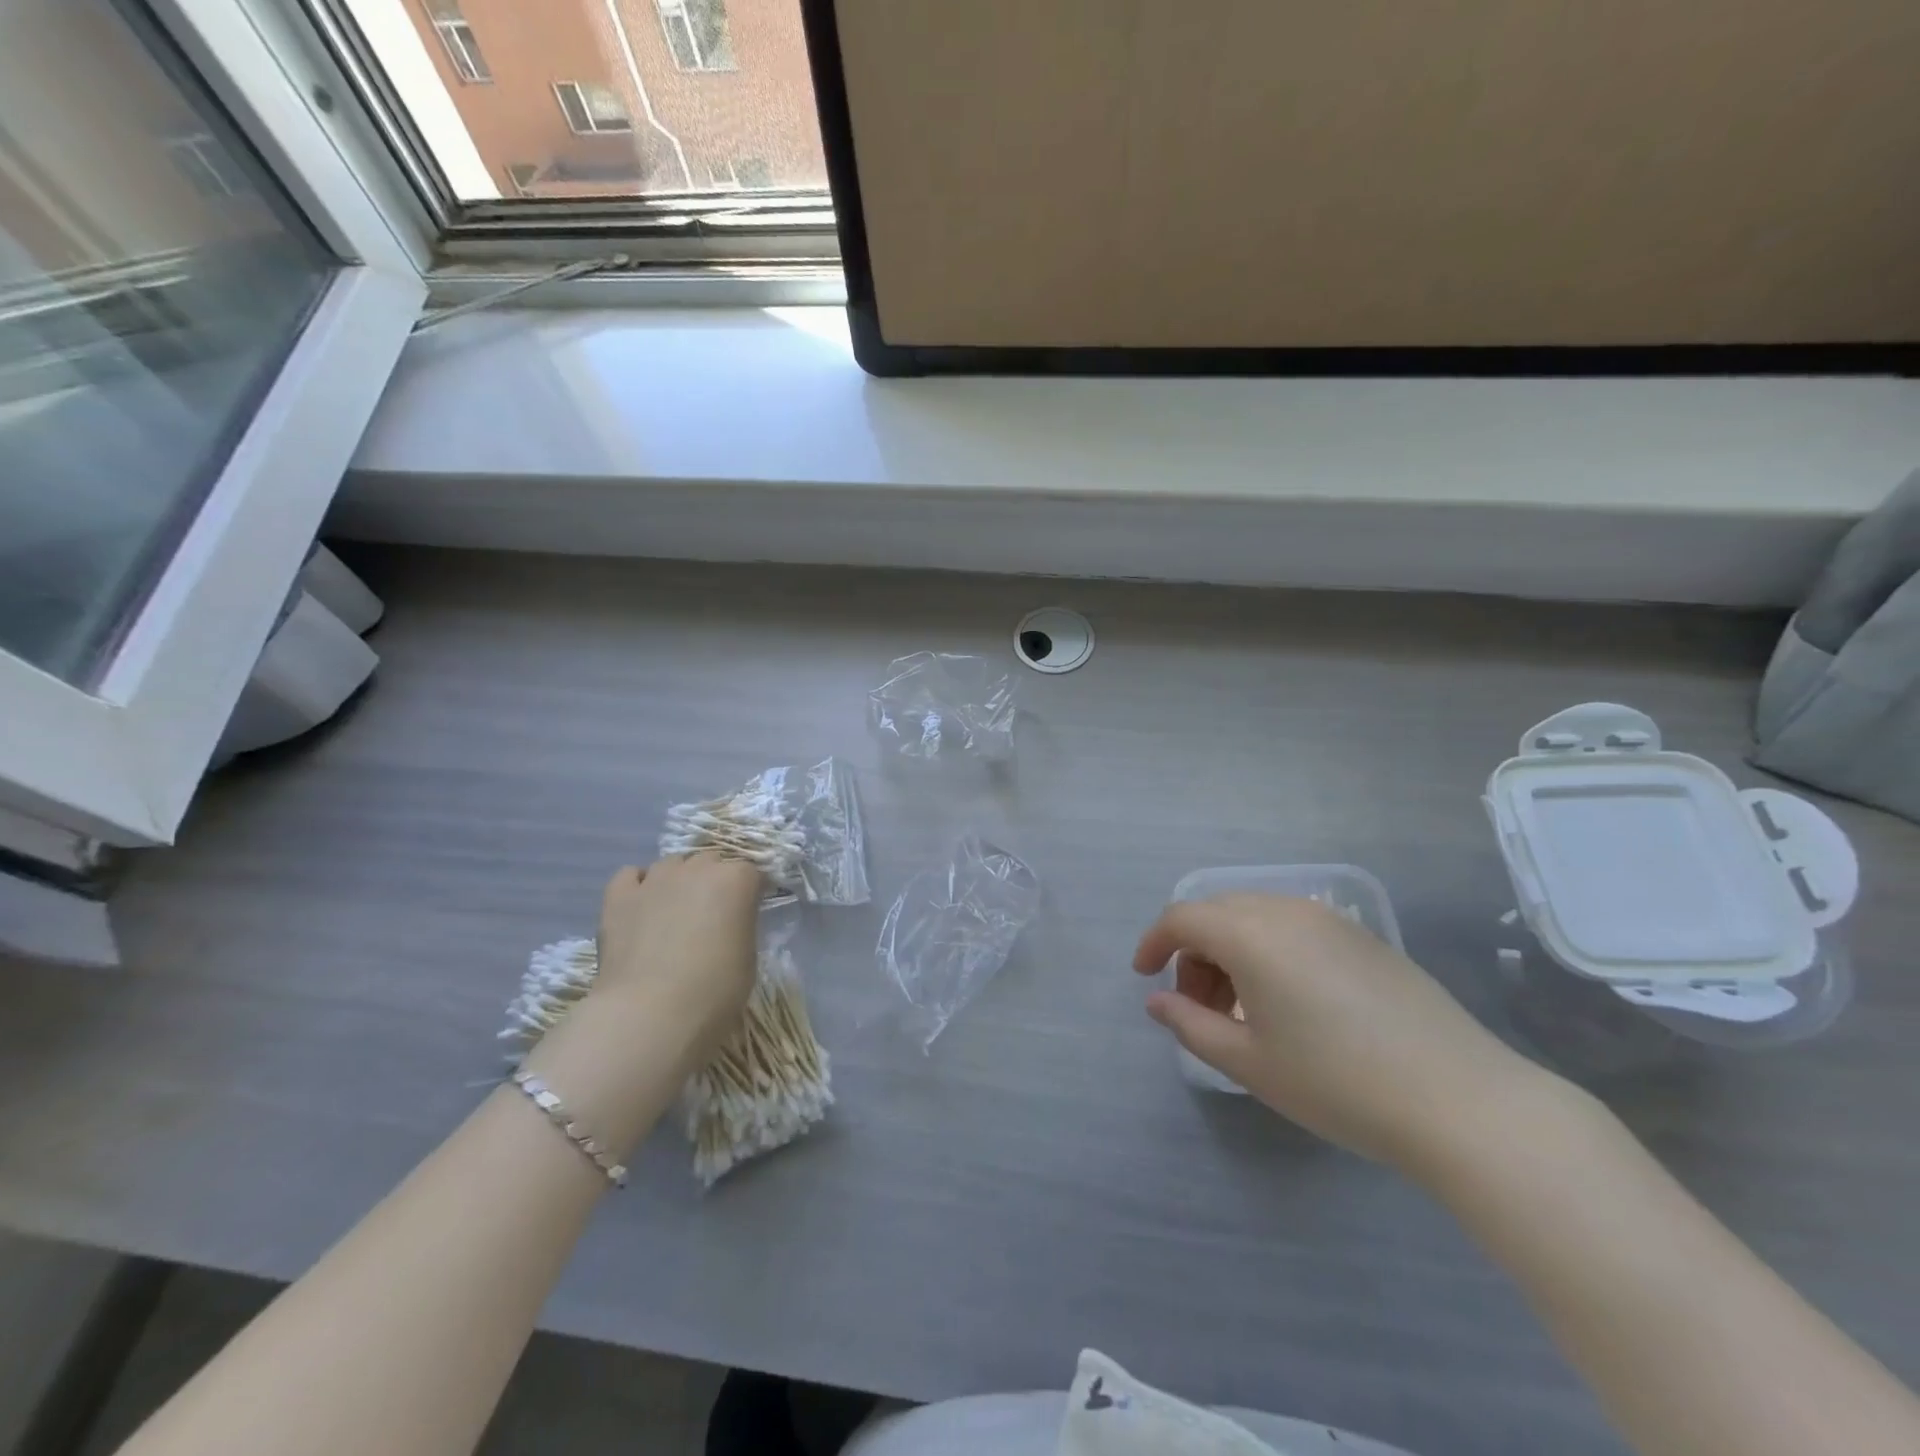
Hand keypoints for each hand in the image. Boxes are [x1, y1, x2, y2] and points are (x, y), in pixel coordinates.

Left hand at [593, 855, 761, 1058]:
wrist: (649, 1015)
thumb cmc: (713, 992)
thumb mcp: (748, 958)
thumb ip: (741, 927)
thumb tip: (729, 924)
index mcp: (736, 880)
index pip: (752, 872)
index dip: (751, 892)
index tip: (749, 913)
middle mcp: (697, 868)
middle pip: (711, 861)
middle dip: (715, 881)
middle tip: (713, 915)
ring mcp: (655, 879)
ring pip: (672, 864)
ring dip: (679, 880)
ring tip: (675, 912)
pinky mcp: (619, 897)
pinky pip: (630, 876)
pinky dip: (638, 885)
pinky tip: (641, 906)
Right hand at [1133, 894, 1554, 1176]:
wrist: (1462, 1101)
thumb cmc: (1338, 1083)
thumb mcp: (1249, 1062)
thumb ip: (1190, 1025)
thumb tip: (1158, 1002)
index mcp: (1250, 933)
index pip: (1182, 917)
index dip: (1154, 943)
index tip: (1145, 979)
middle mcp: (1286, 911)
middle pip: (1218, 913)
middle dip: (1193, 953)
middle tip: (1197, 1006)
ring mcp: (1331, 920)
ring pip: (1256, 917)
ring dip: (1231, 952)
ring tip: (1243, 1010)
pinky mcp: (1364, 938)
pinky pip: (1294, 927)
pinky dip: (1269, 951)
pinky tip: (1290, 1004)